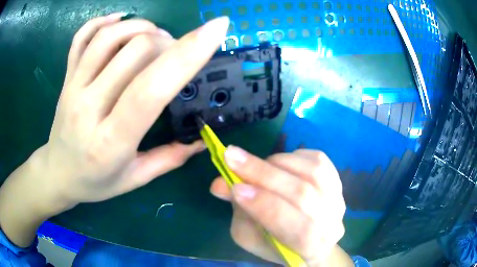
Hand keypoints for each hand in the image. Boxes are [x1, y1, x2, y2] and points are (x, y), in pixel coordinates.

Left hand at [37, 14, 229, 204]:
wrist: (57, 174)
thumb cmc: (94, 182)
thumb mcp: (133, 180)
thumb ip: (168, 159)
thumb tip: (202, 141)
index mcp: (111, 142)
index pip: (150, 89)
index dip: (188, 55)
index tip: (217, 29)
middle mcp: (88, 107)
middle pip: (135, 51)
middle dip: (168, 42)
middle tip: (176, 52)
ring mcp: (73, 87)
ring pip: (109, 36)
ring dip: (142, 27)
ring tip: (154, 37)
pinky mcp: (66, 76)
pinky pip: (81, 37)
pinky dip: (103, 21)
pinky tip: (119, 21)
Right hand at [210, 147, 351, 265]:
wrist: (307, 237)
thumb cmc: (276, 243)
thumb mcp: (250, 236)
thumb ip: (239, 212)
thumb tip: (219, 184)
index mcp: (312, 249)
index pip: (296, 228)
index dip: (265, 206)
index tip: (235, 187)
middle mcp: (332, 225)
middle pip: (303, 195)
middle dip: (264, 175)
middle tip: (232, 157)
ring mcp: (338, 200)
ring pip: (312, 173)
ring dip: (277, 162)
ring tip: (255, 163)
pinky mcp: (337, 181)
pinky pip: (318, 159)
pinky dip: (293, 155)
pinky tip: (278, 162)